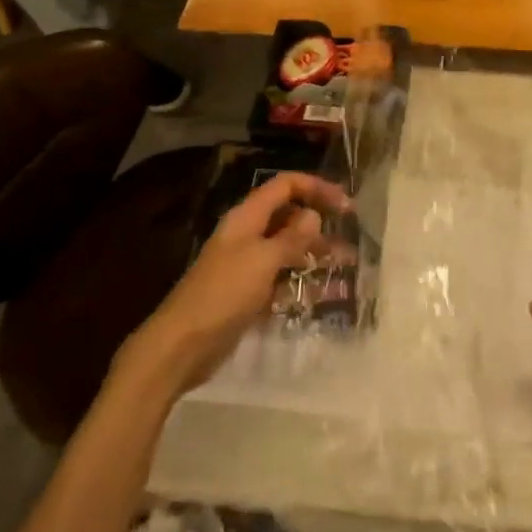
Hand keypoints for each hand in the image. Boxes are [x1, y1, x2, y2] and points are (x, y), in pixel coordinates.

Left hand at [120, 172, 354, 394]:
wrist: (182, 345)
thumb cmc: (224, 294)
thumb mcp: (263, 260)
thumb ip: (291, 237)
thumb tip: (313, 214)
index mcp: (247, 217)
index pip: (285, 186)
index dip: (315, 187)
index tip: (345, 204)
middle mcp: (247, 234)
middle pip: (287, 215)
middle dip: (319, 221)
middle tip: (350, 235)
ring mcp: (246, 264)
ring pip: (286, 247)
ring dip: (313, 251)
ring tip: (345, 263)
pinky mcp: (246, 292)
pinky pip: (279, 276)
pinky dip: (299, 278)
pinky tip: (320, 291)